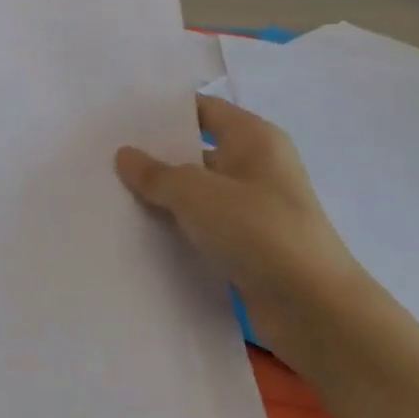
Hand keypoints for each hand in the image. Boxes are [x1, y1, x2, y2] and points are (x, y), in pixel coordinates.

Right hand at [115, 93, 369, 368]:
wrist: (312, 307)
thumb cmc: (258, 230)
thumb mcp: (195, 193)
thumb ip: (155, 173)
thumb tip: (125, 155)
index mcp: (255, 139)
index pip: (204, 110)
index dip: (165, 111)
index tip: (121, 117)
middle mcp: (257, 167)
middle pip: (197, 151)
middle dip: (156, 155)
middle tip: (106, 156)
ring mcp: (254, 208)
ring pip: (197, 192)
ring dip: (163, 195)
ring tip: (113, 192)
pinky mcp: (248, 245)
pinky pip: (203, 225)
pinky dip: (176, 226)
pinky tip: (139, 230)